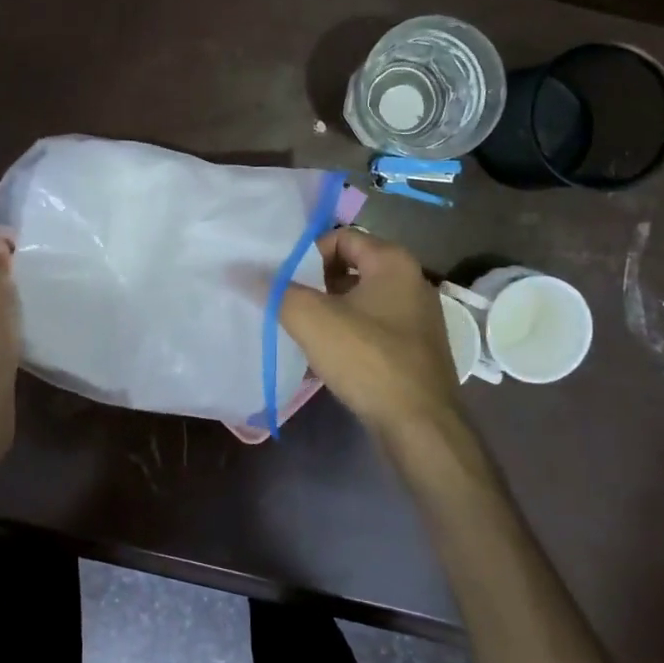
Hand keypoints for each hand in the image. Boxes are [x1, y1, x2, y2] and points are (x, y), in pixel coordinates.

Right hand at [280, 228, 464, 439]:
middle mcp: (411, 281)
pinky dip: (348, 335)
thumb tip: (244, 272)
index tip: (284, 281)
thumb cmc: (367, 359)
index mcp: (393, 262)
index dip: (308, 254)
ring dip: (329, 312)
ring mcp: (417, 317)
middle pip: (350, 268)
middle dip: (315, 285)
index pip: (341, 237)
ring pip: (359, 301)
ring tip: (301, 332)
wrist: (419, 425)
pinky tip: (326, 358)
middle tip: (288, 305)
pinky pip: (372, 329)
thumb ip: (277, 291)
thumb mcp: (312, 320)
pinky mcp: (415, 349)